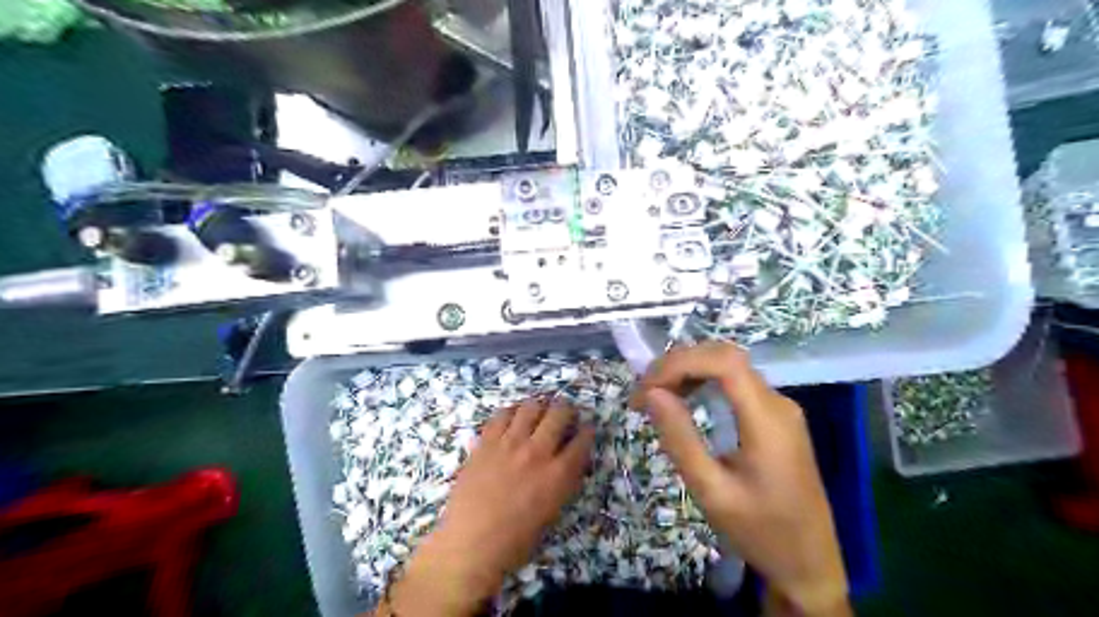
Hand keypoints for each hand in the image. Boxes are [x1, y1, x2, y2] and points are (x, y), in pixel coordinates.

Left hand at [383, 398, 591, 614]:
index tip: (586, 429)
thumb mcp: (552, 513)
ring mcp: (509, 444)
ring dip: (539, 406)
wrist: (470, 545)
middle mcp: (537, 452)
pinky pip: (502, 414)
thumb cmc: (515, 540)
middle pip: (559, 413)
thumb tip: (568, 461)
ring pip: (531, 406)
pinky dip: (512, 411)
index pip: (582, 440)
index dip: (587, 431)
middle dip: (566, 410)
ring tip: (539, 410)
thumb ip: (563, 482)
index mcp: (558, 474)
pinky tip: (514, 417)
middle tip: (564, 413)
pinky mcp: (486, 442)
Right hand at [632, 343, 853, 616]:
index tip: (646, 388)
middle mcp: (777, 403)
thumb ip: (681, 439)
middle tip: (643, 392)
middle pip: (725, 357)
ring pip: (730, 366)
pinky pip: (736, 384)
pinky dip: (704, 382)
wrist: (809, 563)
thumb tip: (651, 393)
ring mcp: (780, 408)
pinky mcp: (776, 417)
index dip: (680, 363)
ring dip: (689, 371)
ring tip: (656, 395)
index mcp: (768, 420)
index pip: (724, 362)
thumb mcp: (712, 492)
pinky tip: (684, 399)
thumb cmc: (760, 532)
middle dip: (679, 364)